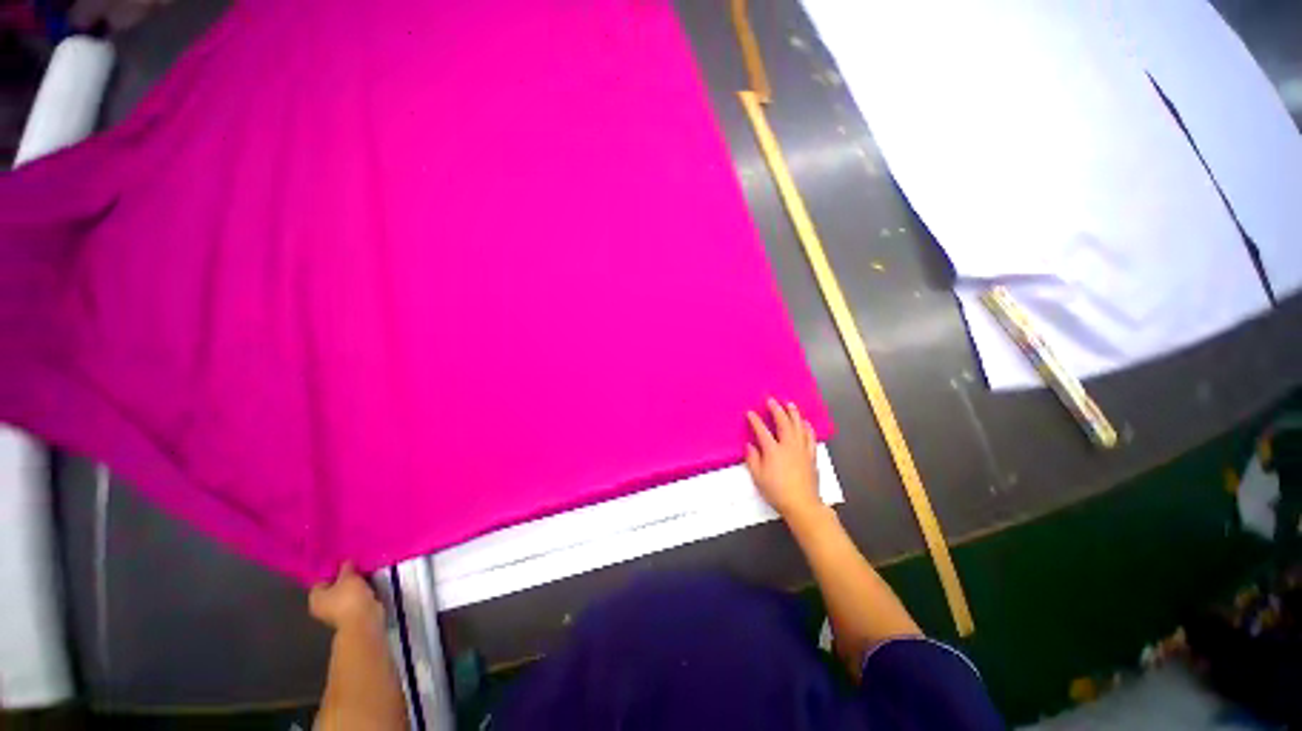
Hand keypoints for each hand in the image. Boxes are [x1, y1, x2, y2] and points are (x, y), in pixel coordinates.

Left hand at [309, 563, 383, 631]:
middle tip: (357, 565)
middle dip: (345, 576)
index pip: (321, 579)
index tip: (345, 561)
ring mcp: (337, 611)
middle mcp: (323, 606)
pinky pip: (355, 597)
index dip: (333, 569)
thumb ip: (346, 567)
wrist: (364, 619)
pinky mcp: (352, 613)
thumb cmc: (349, 598)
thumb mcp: (348, 577)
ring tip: (365, 572)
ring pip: (346, 592)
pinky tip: (369, 582)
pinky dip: (361, 591)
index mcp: (315, 598)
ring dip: (355, 584)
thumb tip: (346, 561)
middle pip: (334, 586)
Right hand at [745, 398, 820, 519]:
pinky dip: (807, 428)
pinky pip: (810, 437)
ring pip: (798, 426)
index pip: (762, 430)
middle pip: (783, 422)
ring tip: (790, 404)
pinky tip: (805, 423)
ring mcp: (802, 450)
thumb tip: (749, 445)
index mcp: (773, 450)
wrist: (802, 504)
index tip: (750, 413)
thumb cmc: (777, 491)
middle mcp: (788, 445)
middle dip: (776, 409)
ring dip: (793, 414)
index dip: (755, 420)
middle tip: (771, 400)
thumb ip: (752, 459)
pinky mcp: (811, 456)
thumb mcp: (758, 477)